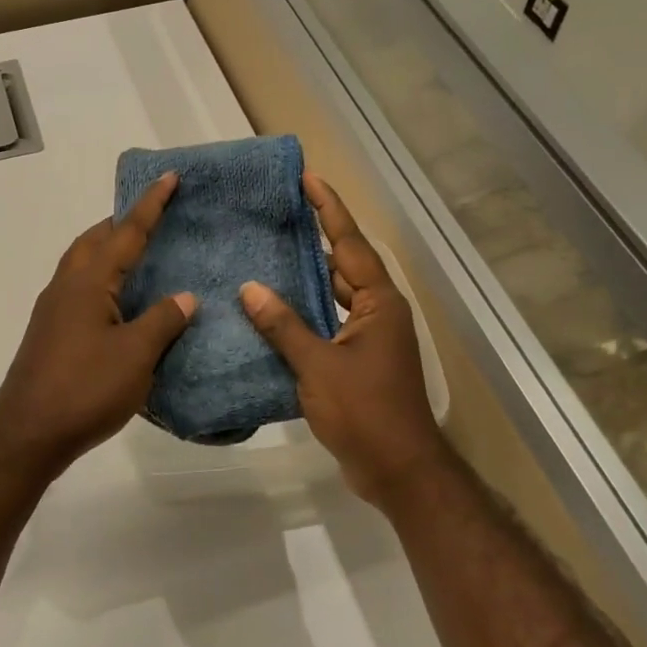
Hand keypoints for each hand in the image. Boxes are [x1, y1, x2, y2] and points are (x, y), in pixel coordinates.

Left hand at [0, 173, 196, 474]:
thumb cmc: (86, 388)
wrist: (28, 432)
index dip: (150, 205)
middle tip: (154, 217)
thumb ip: (163, 320)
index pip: (126, 232)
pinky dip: (102, 281)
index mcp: (88, 281)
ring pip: (83, 265)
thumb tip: (185, 296)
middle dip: (122, 223)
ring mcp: (53, 310)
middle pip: (95, 240)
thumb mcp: (136, 354)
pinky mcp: (50, 333)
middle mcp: (66, 286)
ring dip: (108, 251)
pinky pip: (80, 290)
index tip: (169, 177)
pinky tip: (119, 303)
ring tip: (140, 256)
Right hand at [240, 173, 454, 509]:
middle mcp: (377, 313)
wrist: (397, 468)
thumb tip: (250, 288)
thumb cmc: (364, 411)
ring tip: (265, 256)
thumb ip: (283, 326)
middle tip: (276, 215)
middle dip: (313, 239)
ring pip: (332, 297)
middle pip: (342, 265)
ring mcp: (368, 339)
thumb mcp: (318, 365)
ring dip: (304, 280)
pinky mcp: (356, 363)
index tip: (308, 178)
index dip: (328, 209)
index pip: (349, 244)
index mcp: (378, 303)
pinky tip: (270, 314)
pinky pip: (326, 325)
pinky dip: (302, 317)